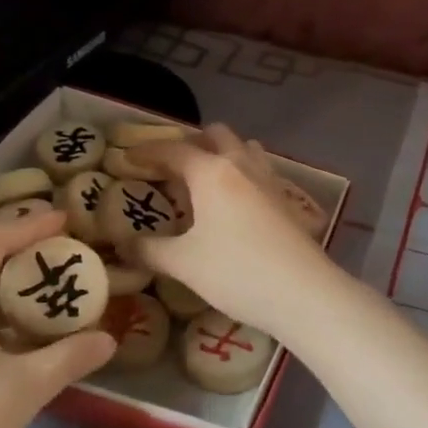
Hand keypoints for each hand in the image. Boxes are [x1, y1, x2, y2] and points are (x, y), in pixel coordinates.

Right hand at [126, 124, 334, 334]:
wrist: (304, 293)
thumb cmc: (237, 272)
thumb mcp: (184, 263)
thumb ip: (149, 250)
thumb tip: (123, 245)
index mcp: (211, 172)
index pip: (174, 149)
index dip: (147, 151)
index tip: (127, 158)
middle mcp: (241, 165)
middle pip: (216, 135)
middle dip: (191, 143)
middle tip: (171, 166)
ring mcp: (269, 180)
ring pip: (244, 149)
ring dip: (223, 153)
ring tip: (205, 179)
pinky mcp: (287, 200)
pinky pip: (260, 171)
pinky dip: (242, 174)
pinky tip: (237, 203)